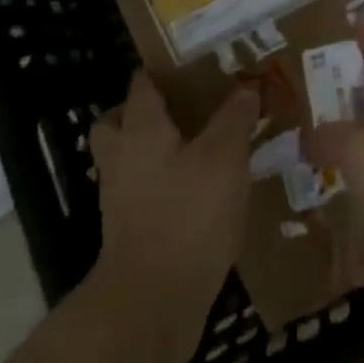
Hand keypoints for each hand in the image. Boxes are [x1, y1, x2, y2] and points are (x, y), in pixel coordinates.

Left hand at [86, 71, 255, 362]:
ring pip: (130, 158)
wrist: (152, 300)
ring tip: (200, 147)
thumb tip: (246, 88)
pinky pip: (143, 191)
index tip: (189, 62)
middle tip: (183, 108)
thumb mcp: (224, 158)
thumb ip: (234, 119)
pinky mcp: (131, 230)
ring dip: (155, 149)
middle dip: (143, 112)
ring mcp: (121, 197)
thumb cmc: (188, 214)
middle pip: (118, 122)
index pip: (141, 86)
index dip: (160, 71)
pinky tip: (201, 190)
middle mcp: (122, 157)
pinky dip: (164, 184)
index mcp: (140, 129)